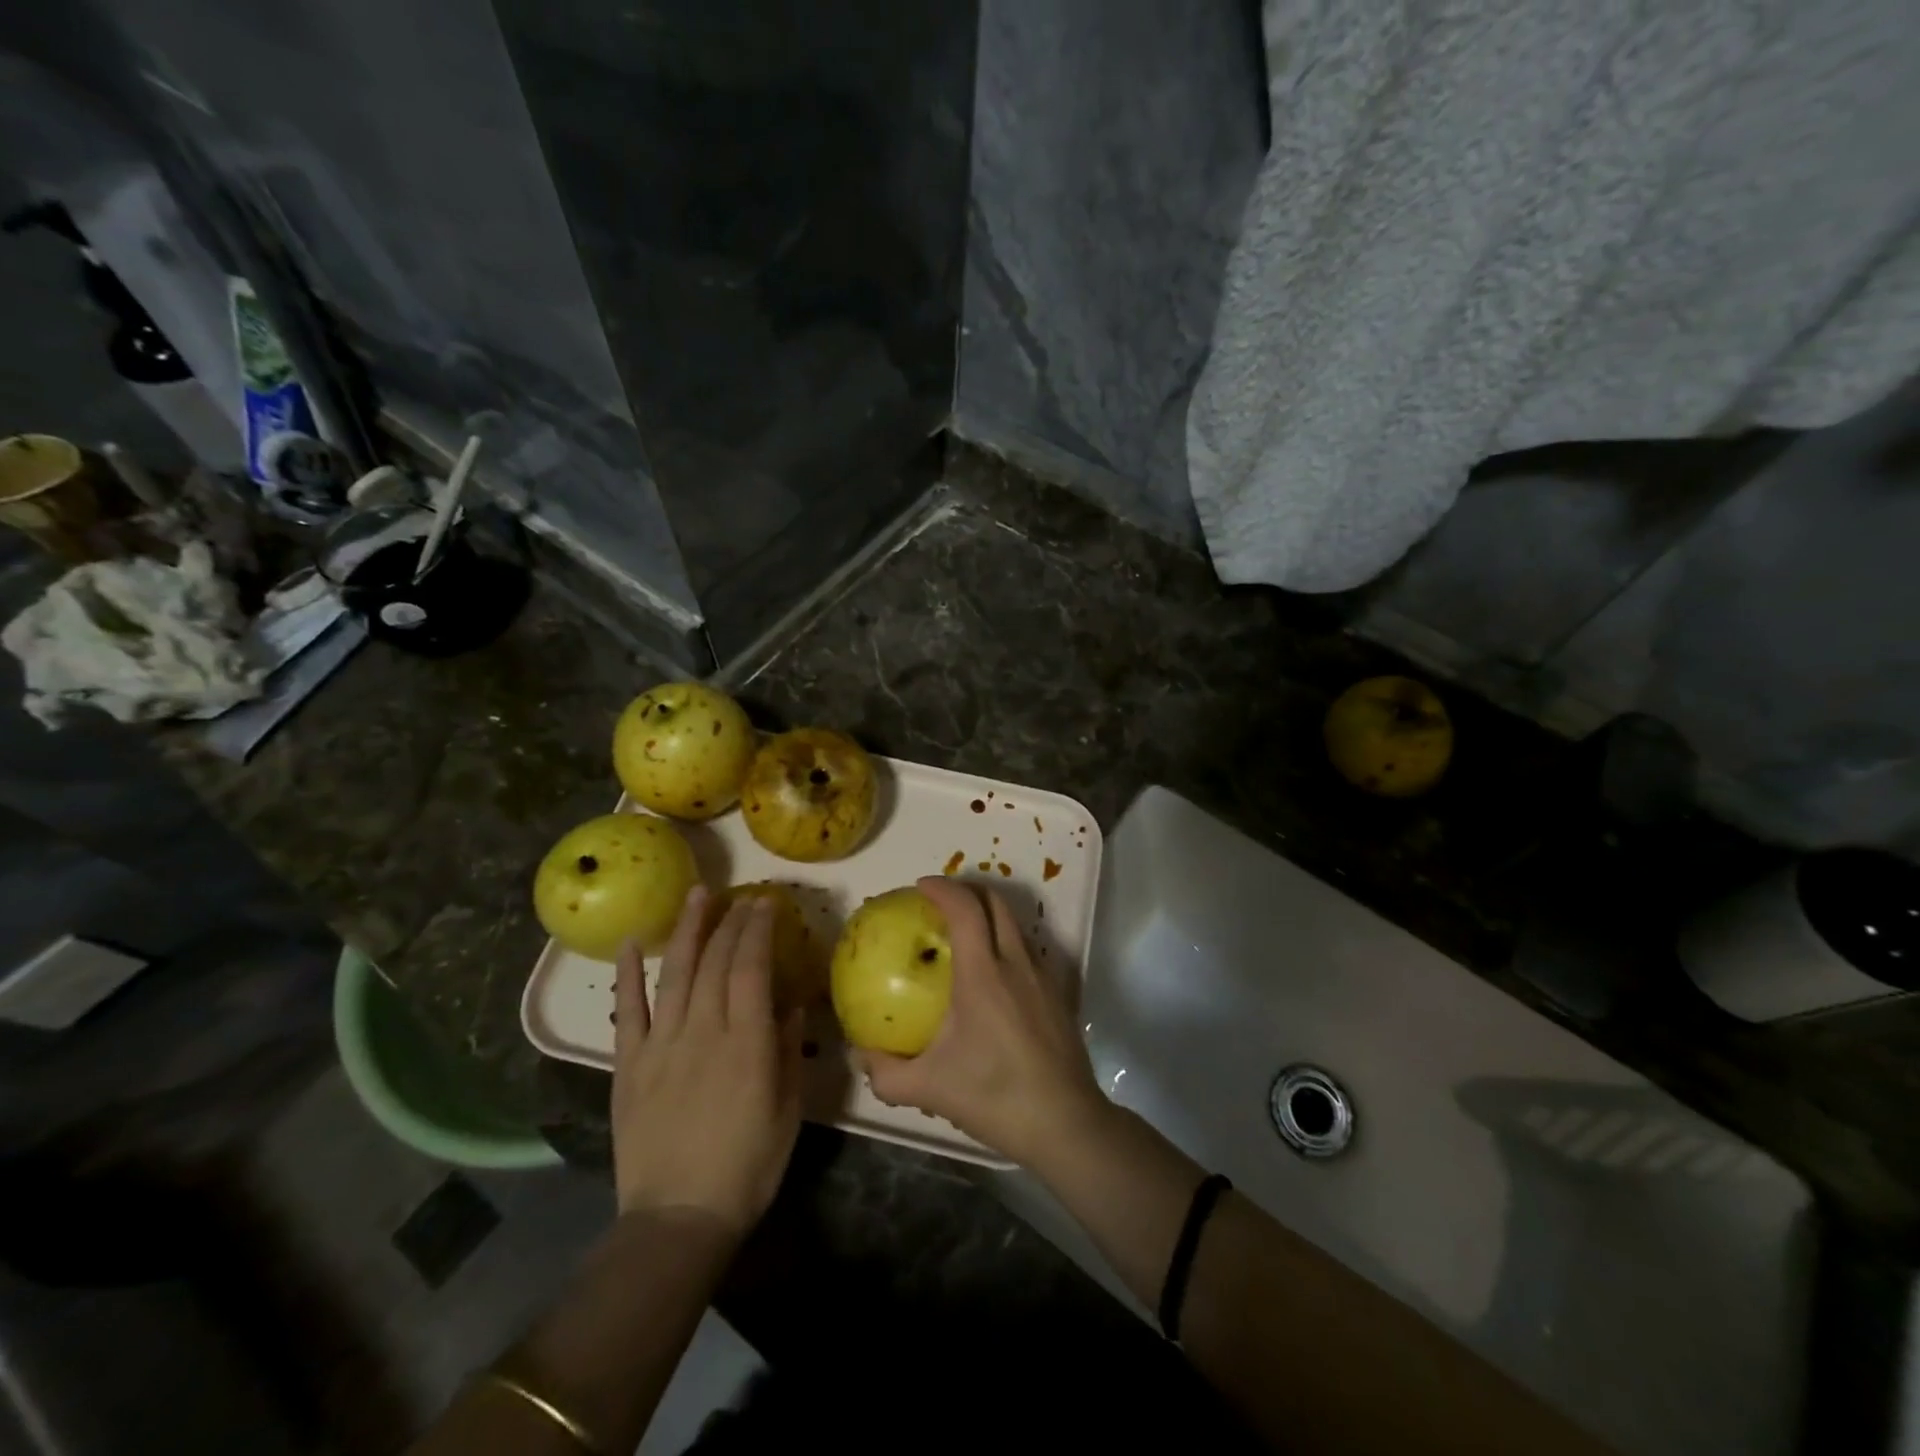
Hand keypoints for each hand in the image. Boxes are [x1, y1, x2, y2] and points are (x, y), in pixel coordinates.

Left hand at [612, 886, 802, 1233]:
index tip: (767, 903)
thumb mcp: (788, 1111)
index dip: (758, 929)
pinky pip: (628, 1012)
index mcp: (746, 1041)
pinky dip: (629, 975)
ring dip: (687, 930)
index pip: (751, 966)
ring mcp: (661, 1045)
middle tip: (743, 895)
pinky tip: (634, 944)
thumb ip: (788, 1053)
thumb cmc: (747, 1167)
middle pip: (716, 961)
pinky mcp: (629, 1066)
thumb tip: (790, 1006)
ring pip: (676, 973)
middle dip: (731, 921)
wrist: (678, 1219)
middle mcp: (703, 1031)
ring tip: (696, 895)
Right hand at [859, 876, 1109, 1168]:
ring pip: (1016, 925)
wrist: (1064, 1123)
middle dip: (968, 890)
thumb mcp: (929, 1089)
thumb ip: (885, 1073)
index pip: (965, 909)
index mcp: (983, 973)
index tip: (921, 886)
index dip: (943, 889)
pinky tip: (994, 975)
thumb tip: (860, 1055)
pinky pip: (1029, 951)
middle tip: (941, 902)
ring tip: (965, 932)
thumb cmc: (994, 1095)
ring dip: (990, 915)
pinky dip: (1007, 943)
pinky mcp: (1058, 995)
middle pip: (996, 903)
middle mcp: (1016, 963)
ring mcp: (1042, 977)